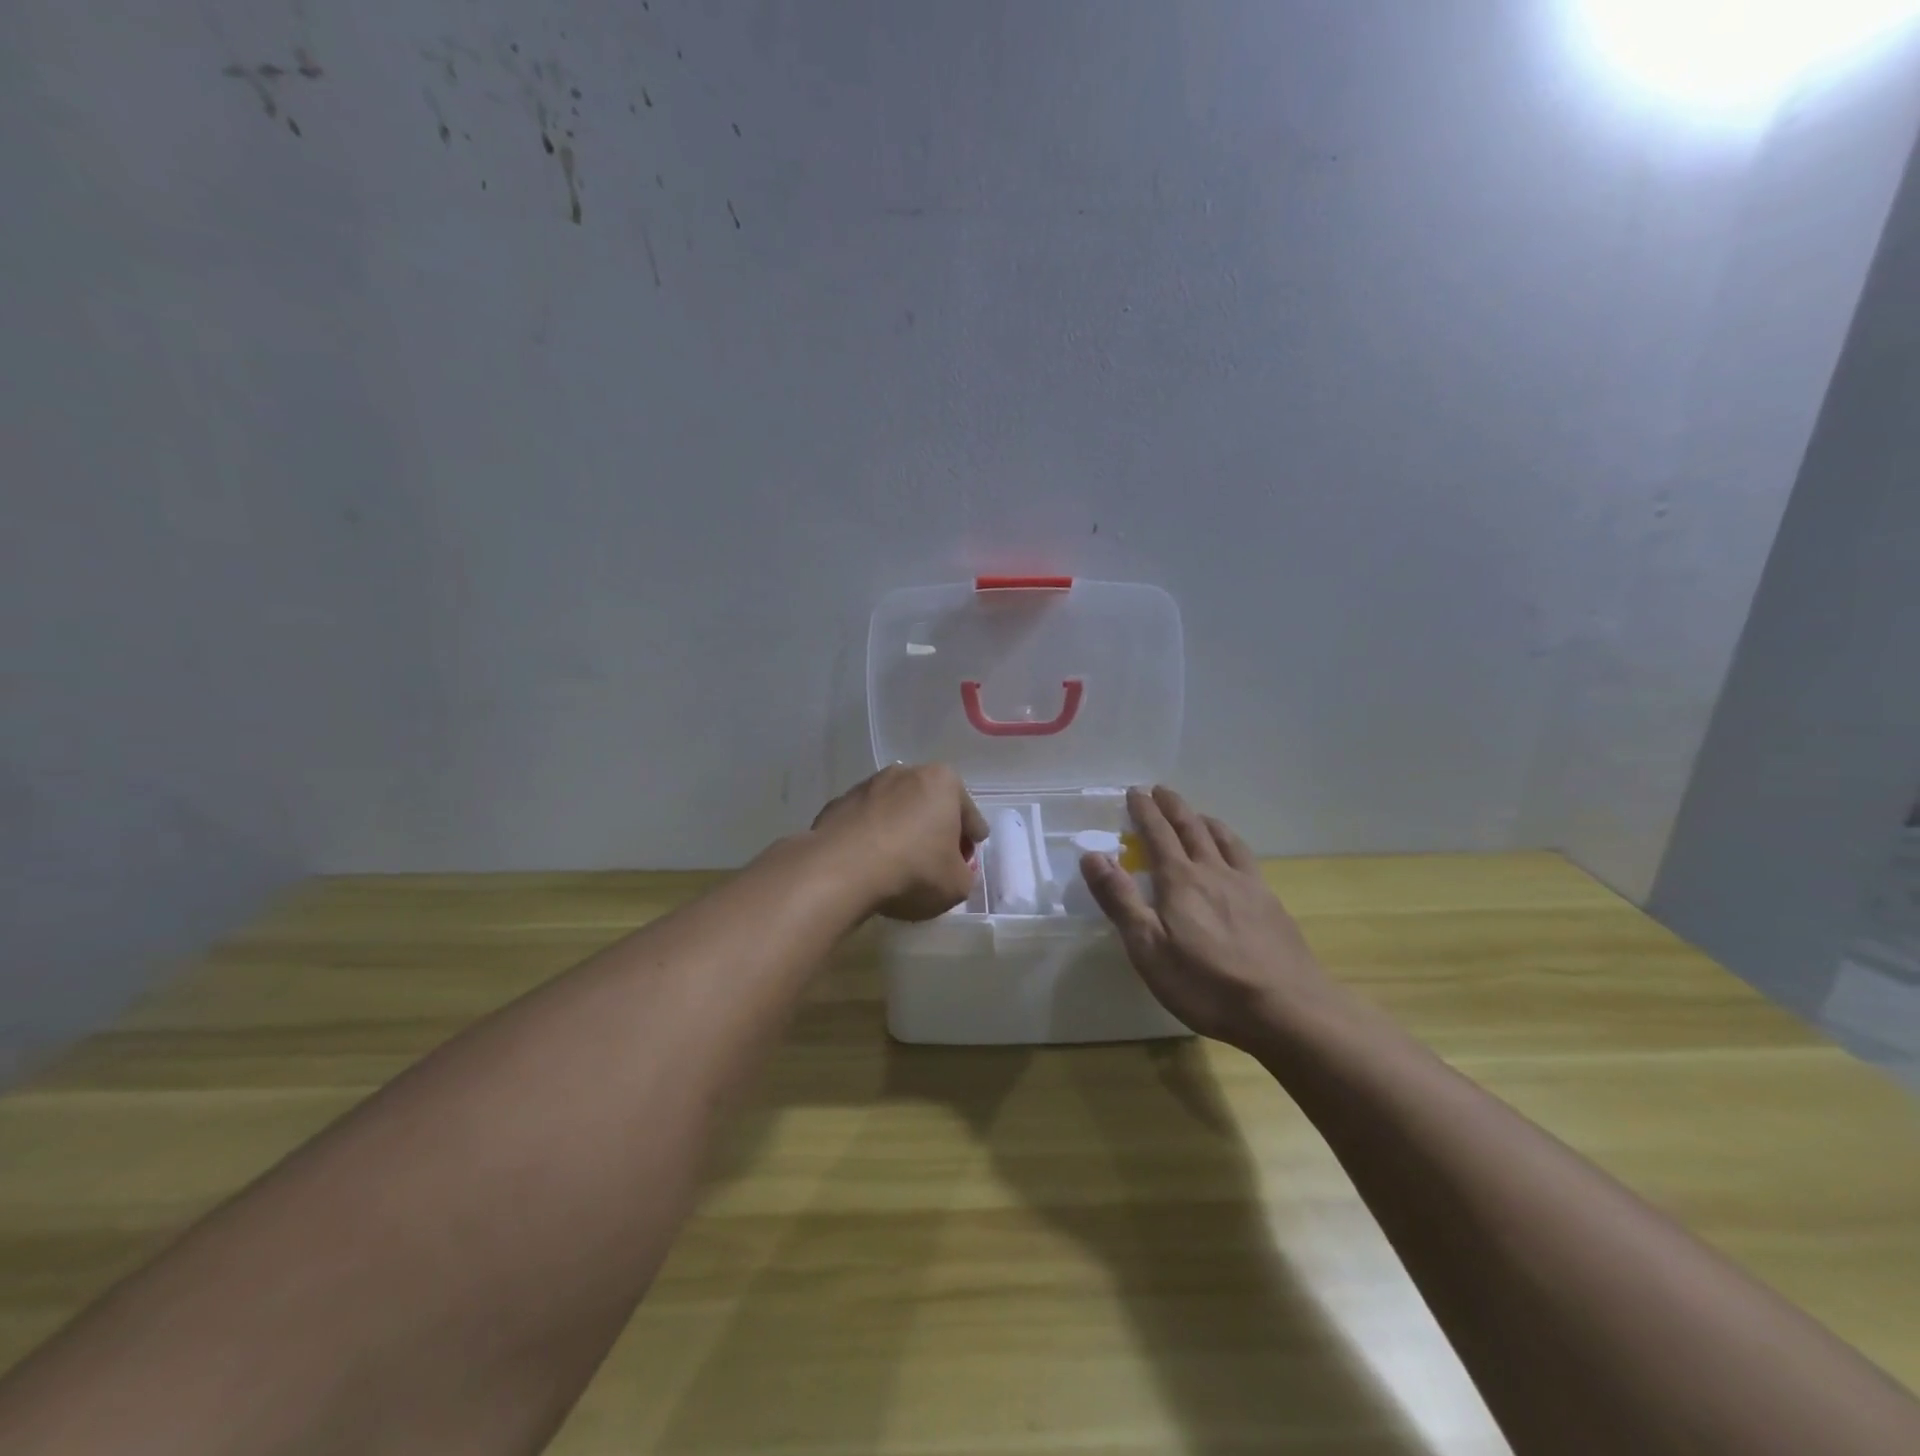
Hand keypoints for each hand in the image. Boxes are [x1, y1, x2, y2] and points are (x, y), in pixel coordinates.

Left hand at [811, 763, 989, 922]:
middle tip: (937, 858)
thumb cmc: (912, 870)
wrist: (840, 870)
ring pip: (895, 810)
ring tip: (899, 862)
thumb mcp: (957, 885)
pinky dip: (871, 837)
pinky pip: (865, 823)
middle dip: (934, 827)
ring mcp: (867, 786)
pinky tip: (869, 862)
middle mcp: (905, 773)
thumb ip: (963, 874)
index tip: (969, 854)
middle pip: (930, 804)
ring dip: (900, 829)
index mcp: (942, 782)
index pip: (968, 812)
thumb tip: (953, 870)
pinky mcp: (837, 804)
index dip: (971, 837)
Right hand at [1080, 786, 1339, 1051]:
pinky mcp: (1271, 905)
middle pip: (1192, 828)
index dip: (1144, 811)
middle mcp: (1214, 872)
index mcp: (1180, 880)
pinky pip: (1247, 859)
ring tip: (1198, 815)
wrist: (1287, 1010)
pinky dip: (1233, 844)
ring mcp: (1248, 886)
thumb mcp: (1148, 948)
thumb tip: (1092, 855)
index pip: (1157, 834)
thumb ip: (1120, 899)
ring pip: (1224, 840)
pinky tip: (1236, 859)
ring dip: (1205, 821)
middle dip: (1173, 807)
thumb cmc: (1206, 983)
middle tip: (1161, 790)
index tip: (1135, 792)